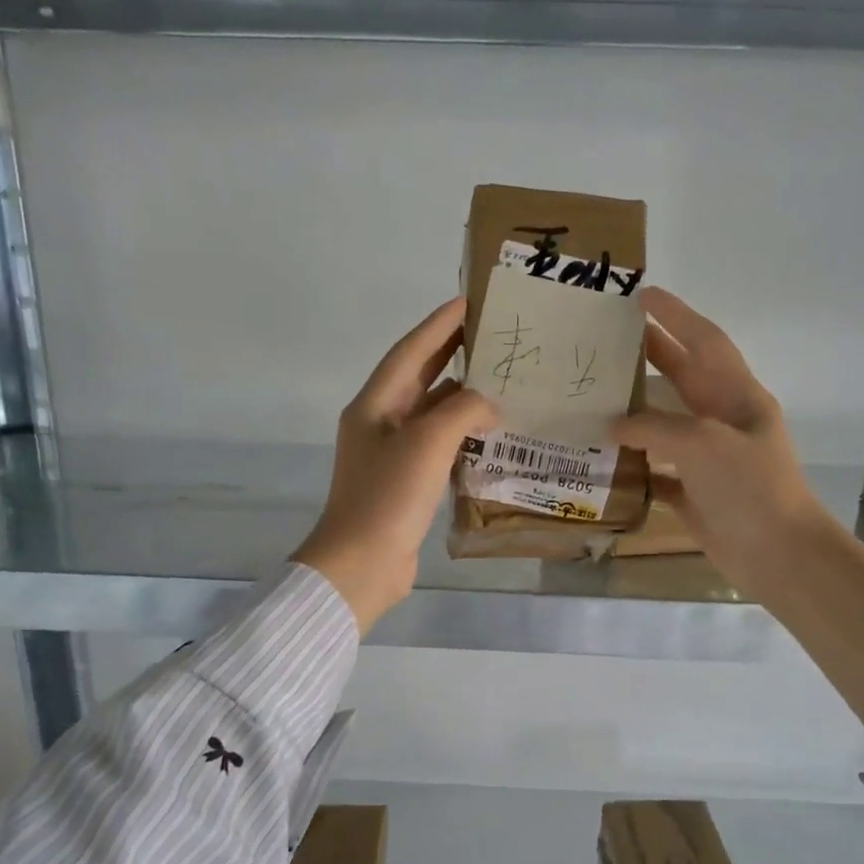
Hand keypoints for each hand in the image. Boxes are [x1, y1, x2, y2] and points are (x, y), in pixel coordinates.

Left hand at [294, 298, 496, 632]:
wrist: (362, 564)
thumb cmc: (389, 496)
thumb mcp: (428, 443)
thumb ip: (462, 411)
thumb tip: (488, 405)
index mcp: (375, 404)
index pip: (411, 351)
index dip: (439, 324)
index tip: (470, 300)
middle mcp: (380, 423)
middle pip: (420, 377)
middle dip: (452, 353)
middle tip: (491, 334)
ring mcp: (392, 455)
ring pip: (431, 413)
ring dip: (462, 396)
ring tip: (501, 379)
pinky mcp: (406, 483)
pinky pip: (438, 445)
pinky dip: (463, 434)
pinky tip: (491, 431)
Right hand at [610, 287, 828, 603]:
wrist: (777, 553)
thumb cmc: (749, 487)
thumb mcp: (703, 443)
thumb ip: (655, 426)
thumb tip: (614, 425)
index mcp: (738, 397)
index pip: (705, 341)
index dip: (676, 315)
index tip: (642, 294)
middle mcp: (723, 421)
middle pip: (683, 377)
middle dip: (651, 354)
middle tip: (609, 337)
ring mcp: (708, 458)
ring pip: (665, 423)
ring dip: (635, 409)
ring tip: (595, 393)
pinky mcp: (693, 491)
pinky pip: (656, 468)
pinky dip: (633, 462)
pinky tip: (603, 457)